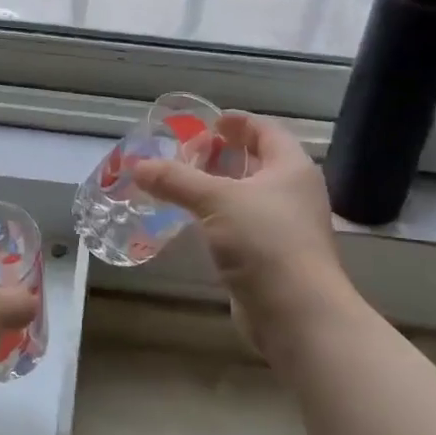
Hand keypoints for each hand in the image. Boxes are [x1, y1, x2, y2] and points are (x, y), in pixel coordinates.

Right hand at [133, 113, 350, 369]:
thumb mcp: (216, 200)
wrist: (297, 313)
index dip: (238, 122)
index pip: (266, 130)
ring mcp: (285, 227)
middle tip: (187, 153)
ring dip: (218, 189)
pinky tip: (193, 222)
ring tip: (181, 184)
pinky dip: (219, 219)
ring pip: (248, 197)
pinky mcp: (272, 258)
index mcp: (291, 167)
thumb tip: (138, 166)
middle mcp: (293, 193)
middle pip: (257, 163)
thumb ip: (176, 180)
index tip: (210, 121)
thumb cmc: (264, 241)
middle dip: (223, 156)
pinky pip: (242, 227)